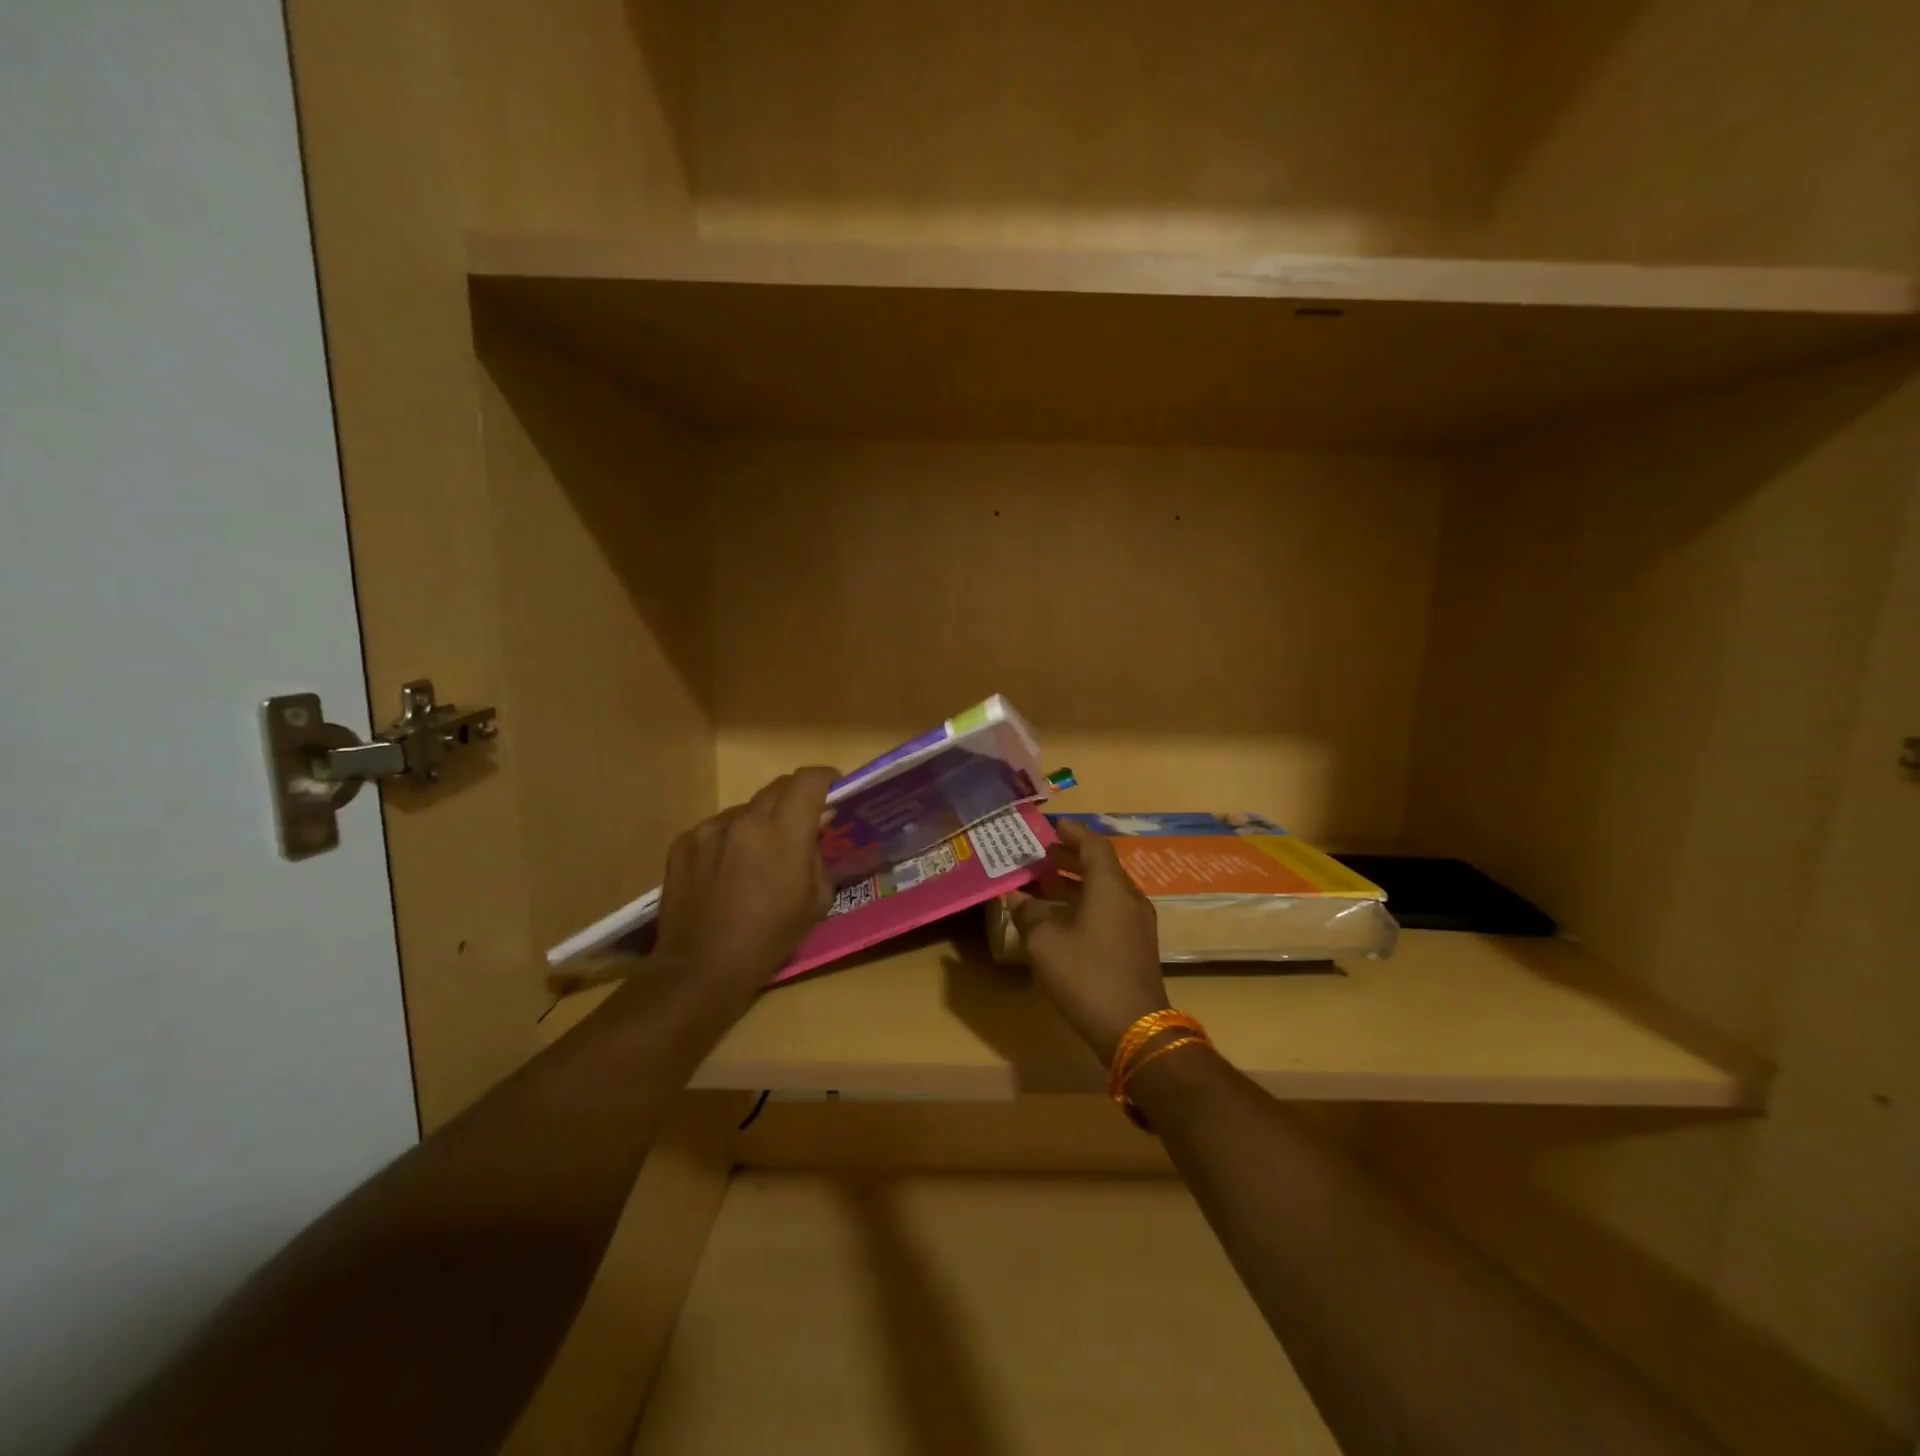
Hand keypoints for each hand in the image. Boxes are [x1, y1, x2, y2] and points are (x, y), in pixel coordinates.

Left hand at [654, 768, 838, 996]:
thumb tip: (813, 833)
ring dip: (760, 821)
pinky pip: (717, 828)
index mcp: (783, 833)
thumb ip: (817, 856)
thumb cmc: (770, 937)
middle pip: (778, 787)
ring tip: (758, 855)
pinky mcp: (684, 842)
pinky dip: (730, 839)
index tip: (833, 788)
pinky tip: (726, 870)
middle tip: (801, 823)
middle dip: (795, 798)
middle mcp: (745, 820)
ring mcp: (710, 829)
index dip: (826, 777)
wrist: (702, 967)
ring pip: (746, 808)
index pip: (809, 780)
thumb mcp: (817, 901)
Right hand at [1005, 820, 1170, 1064]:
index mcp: (1110, 888)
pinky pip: (1109, 910)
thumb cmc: (1086, 976)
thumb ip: (1029, 914)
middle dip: (1069, 858)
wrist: (1134, 1029)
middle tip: (1040, 855)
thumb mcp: (1045, 943)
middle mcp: (1129, 898)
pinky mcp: (1136, 946)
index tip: (1052, 825)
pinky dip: (1084, 904)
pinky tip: (1060, 918)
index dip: (1073, 833)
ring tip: (1043, 883)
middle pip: (1100, 867)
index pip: (1093, 846)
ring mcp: (1137, 924)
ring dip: (1075, 883)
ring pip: (1104, 891)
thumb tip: (1017, 897)